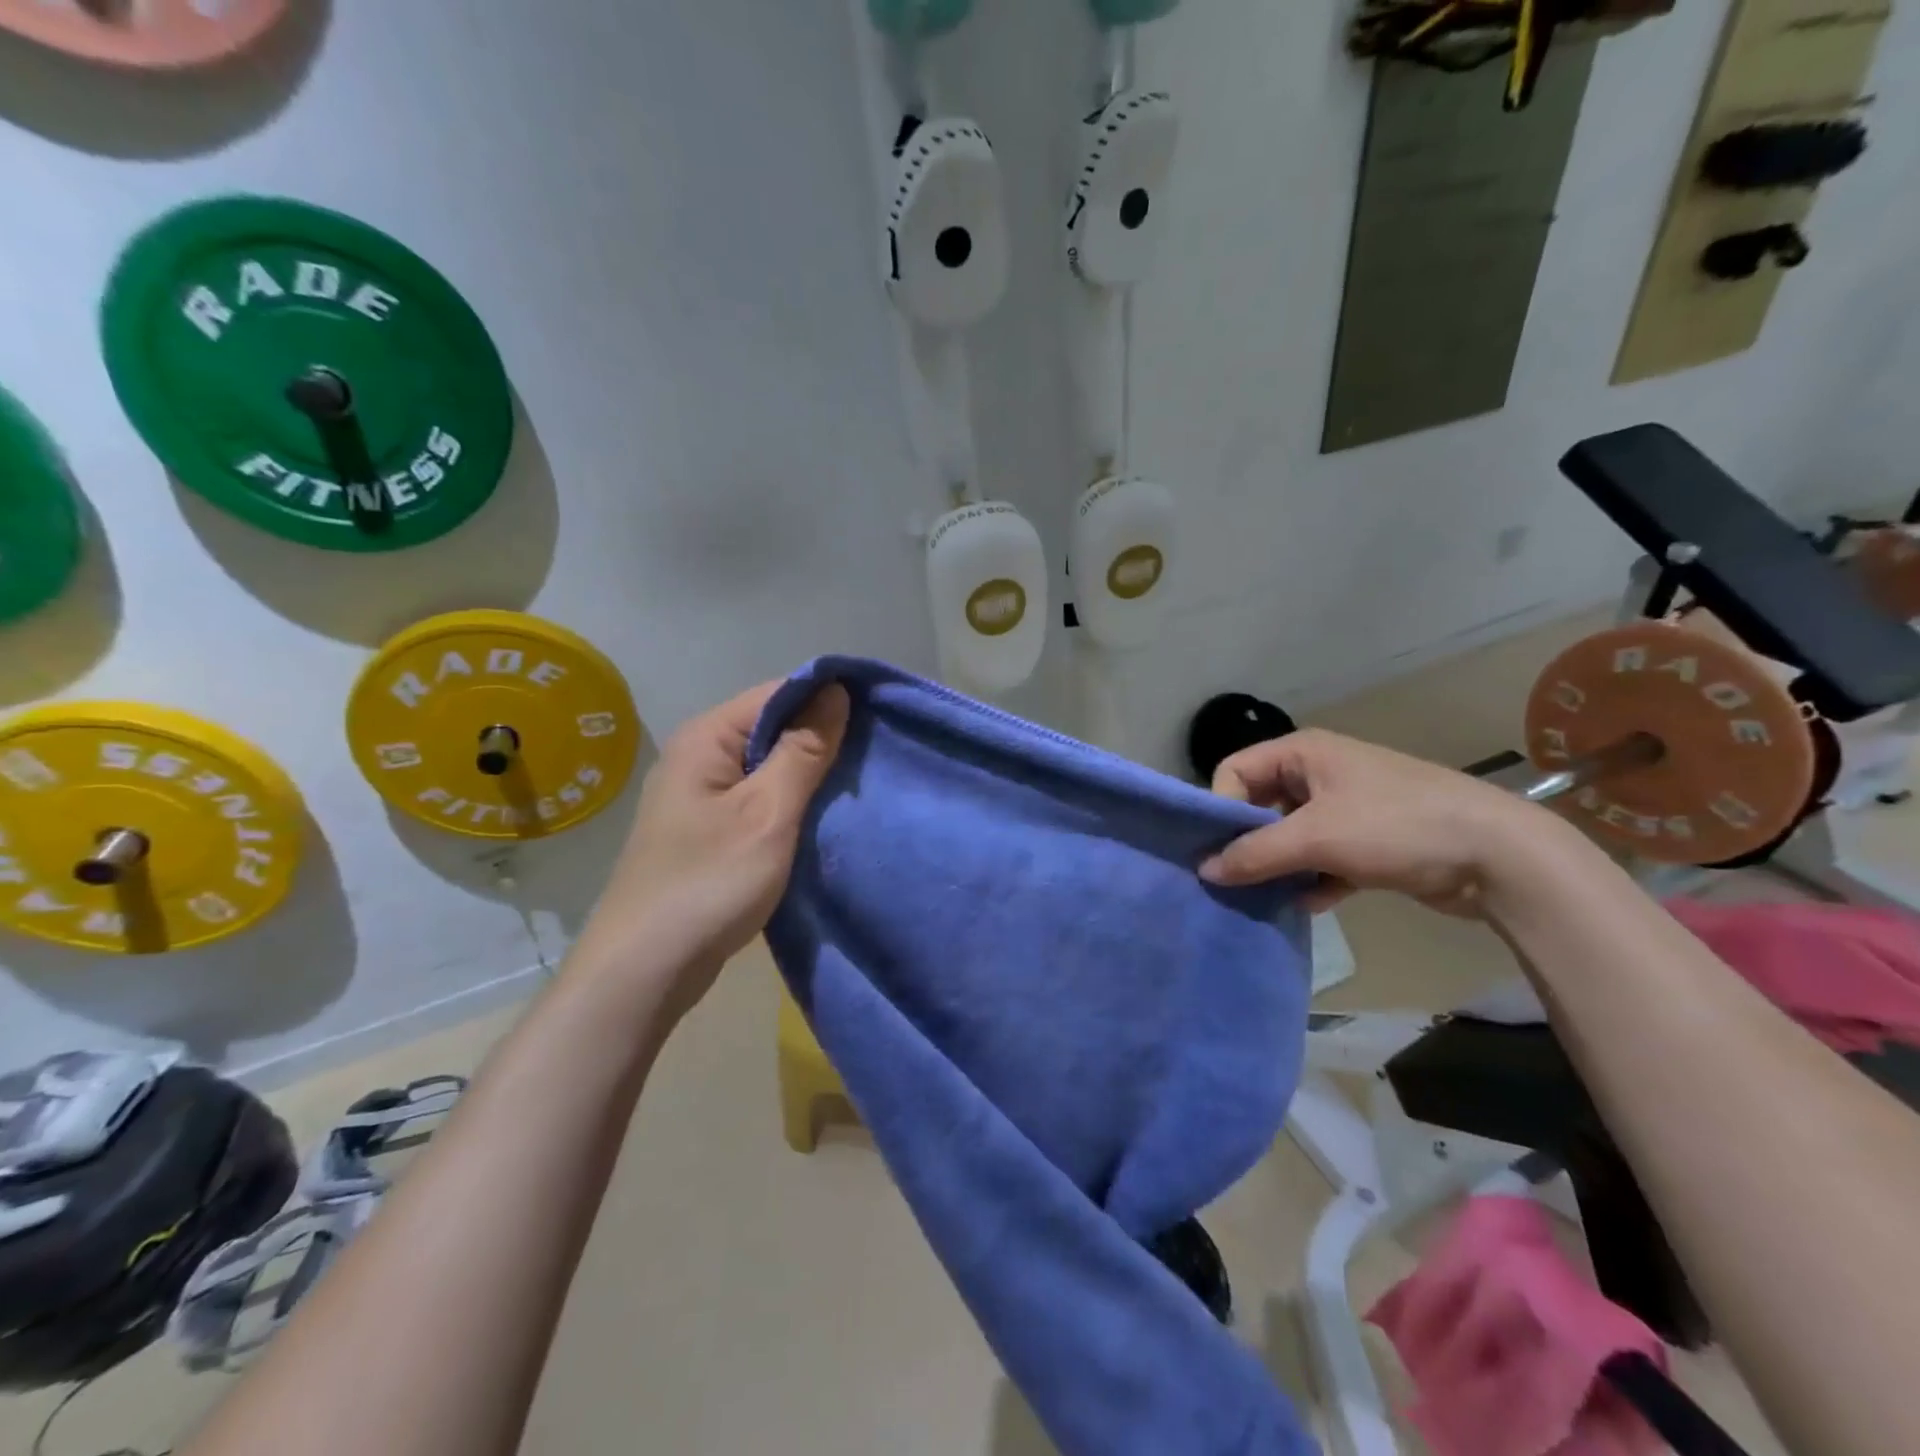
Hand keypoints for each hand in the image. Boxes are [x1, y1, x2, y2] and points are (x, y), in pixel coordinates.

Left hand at [573, 680, 849, 1017]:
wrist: (645, 970)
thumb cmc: (709, 883)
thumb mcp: (767, 813)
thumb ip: (804, 751)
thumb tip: (835, 691)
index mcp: (706, 738)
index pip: (777, 694)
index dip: (827, 699)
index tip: (878, 715)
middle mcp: (699, 756)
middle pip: (772, 727)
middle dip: (822, 739)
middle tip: (873, 757)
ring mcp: (701, 796)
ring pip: (768, 766)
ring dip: (809, 775)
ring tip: (856, 785)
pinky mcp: (708, 830)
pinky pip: (758, 799)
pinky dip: (790, 804)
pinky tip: (821, 817)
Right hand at [1199, 728, 1567, 916]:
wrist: (1499, 856)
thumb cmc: (1396, 827)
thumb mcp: (1316, 837)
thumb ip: (1254, 853)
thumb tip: (1204, 871)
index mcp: (1303, 753)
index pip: (1235, 771)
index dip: (1222, 808)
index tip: (1220, 850)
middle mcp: (1319, 774)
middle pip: (1260, 805)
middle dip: (1248, 843)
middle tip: (1237, 880)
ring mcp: (1345, 808)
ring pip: (1289, 836)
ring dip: (1278, 867)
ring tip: (1269, 897)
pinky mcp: (1367, 841)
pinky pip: (1321, 858)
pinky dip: (1312, 880)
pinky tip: (1311, 904)